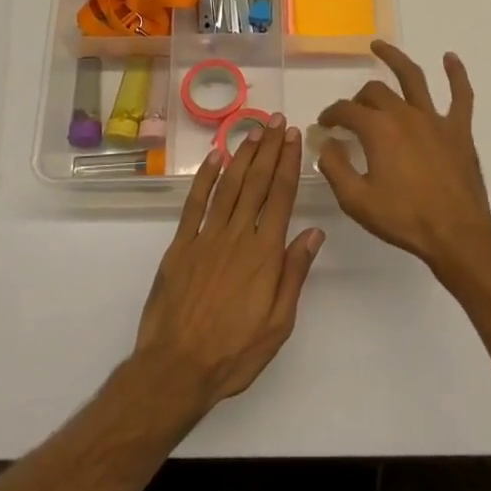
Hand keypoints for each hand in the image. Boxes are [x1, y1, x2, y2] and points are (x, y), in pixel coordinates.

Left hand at [132, 115, 322, 415]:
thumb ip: (294, 274)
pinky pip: (194, 204)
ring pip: (228, 186)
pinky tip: (215, 158)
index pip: (280, 197)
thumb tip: (314, 232)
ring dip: (242, 155)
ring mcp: (205, 238)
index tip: (294, 138)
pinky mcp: (180, 246)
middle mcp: (237, 236)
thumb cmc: (234, 353)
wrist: (176, 369)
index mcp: (265, 254)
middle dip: (269, 149)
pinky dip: (205, 178)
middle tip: (277, 121)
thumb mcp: (279, 324)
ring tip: (253, 131)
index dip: (288, 164)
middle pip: (256, 183)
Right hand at [316, 42, 490, 272]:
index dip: (331, 114)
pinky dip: (456, 74)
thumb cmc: (403, 218)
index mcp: (378, 129)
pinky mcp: (459, 130)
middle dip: (358, 99)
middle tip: (351, 114)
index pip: (346, 110)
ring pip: (413, 78)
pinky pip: (460, 95)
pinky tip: (450, 58)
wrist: (456, 234)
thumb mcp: (356, 200)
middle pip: (375, 93)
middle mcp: (404, 114)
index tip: (325, 125)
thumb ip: (335, 167)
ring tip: (379, 46)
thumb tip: (328, 143)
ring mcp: (435, 119)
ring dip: (395, 59)